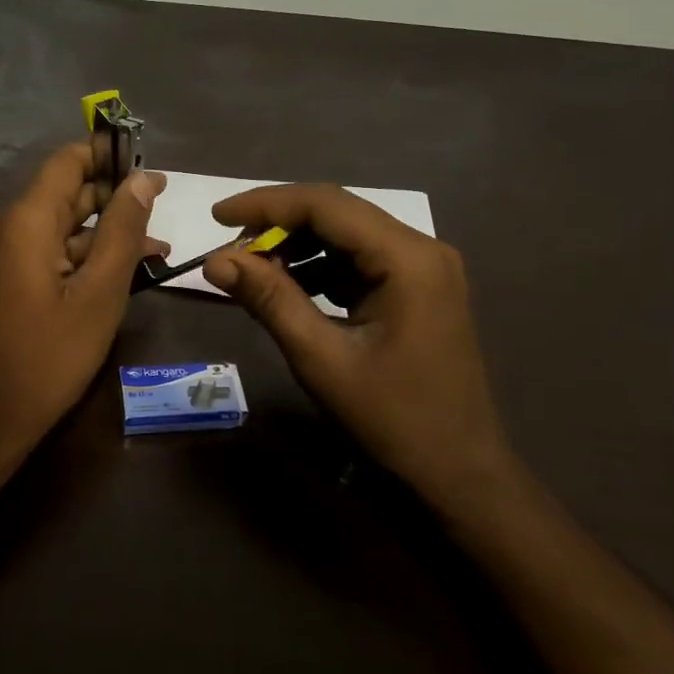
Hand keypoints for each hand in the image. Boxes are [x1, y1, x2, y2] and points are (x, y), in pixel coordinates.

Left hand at [0, 144, 166, 469]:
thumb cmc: (49, 357)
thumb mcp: (99, 294)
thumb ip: (123, 231)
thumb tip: (143, 180)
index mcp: (23, 220)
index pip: (68, 162)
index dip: (110, 158)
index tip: (151, 171)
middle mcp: (2, 226)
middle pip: (64, 194)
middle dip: (114, 200)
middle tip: (163, 212)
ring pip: (58, 227)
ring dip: (102, 235)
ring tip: (156, 249)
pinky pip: (43, 252)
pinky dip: (79, 257)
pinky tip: (117, 271)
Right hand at [202, 185, 512, 507]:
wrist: (458, 470)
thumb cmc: (393, 418)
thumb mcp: (321, 358)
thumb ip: (270, 300)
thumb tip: (215, 260)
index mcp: (407, 257)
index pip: (326, 204)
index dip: (266, 203)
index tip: (217, 217)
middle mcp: (421, 248)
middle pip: (337, 213)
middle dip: (278, 224)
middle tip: (228, 248)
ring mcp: (422, 268)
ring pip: (345, 236)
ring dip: (296, 247)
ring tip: (250, 270)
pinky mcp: (416, 288)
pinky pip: (357, 261)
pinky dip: (318, 268)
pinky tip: (286, 287)